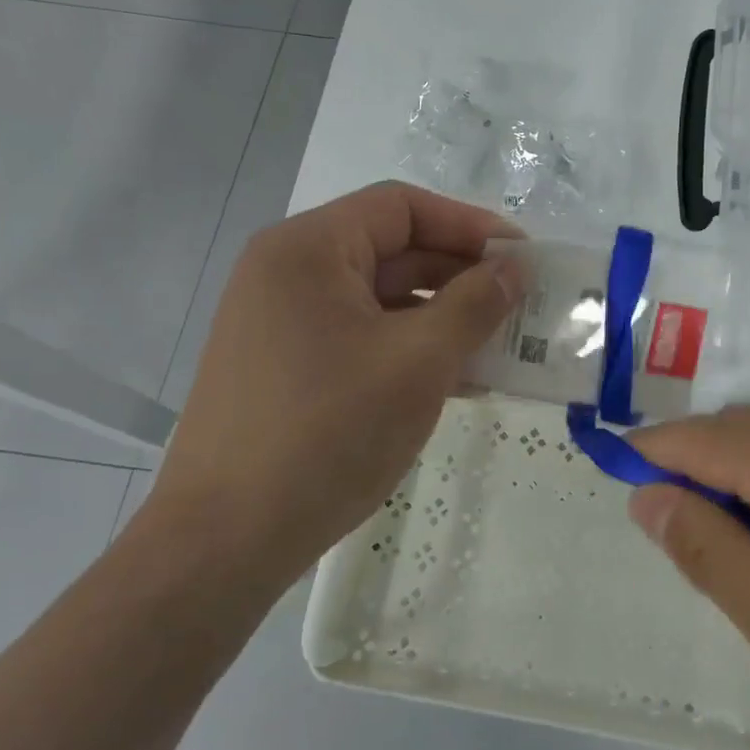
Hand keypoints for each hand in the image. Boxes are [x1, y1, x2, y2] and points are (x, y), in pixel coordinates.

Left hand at [149, 182, 522, 587]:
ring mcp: (285, 325)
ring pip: (382, 301)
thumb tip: (515, 268)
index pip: (402, 207)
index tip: (522, 258)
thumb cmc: (327, 433)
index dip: (470, 225)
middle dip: (463, 276)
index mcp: (308, 250)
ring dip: (445, 318)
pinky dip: (412, 350)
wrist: (226, 541)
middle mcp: (289, 274)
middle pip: (393, 252)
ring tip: (504, 346)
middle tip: (522, 305)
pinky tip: (461, 379)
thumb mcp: (417, 362)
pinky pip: (364, 339)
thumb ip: (474, 305)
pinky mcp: (289, 369)